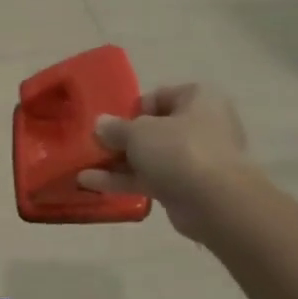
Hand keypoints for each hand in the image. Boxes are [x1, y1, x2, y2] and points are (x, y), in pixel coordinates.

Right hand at [78, 83, 250, 240]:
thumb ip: (115, 128)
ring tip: (82, 167)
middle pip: (153, 129)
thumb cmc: (179, 150)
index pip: (160, 96)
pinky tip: (91, 183)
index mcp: (198, 99)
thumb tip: (99, 124)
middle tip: (95, 146)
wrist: (215, 202)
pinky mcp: (186, 187)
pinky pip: (150, 178)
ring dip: (116, 162)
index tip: (113, 123)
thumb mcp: (138, 131)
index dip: (133, 109)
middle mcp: (201, 125)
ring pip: (149, 156)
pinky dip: (123, 180)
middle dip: (121, 139)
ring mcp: (195, 159)